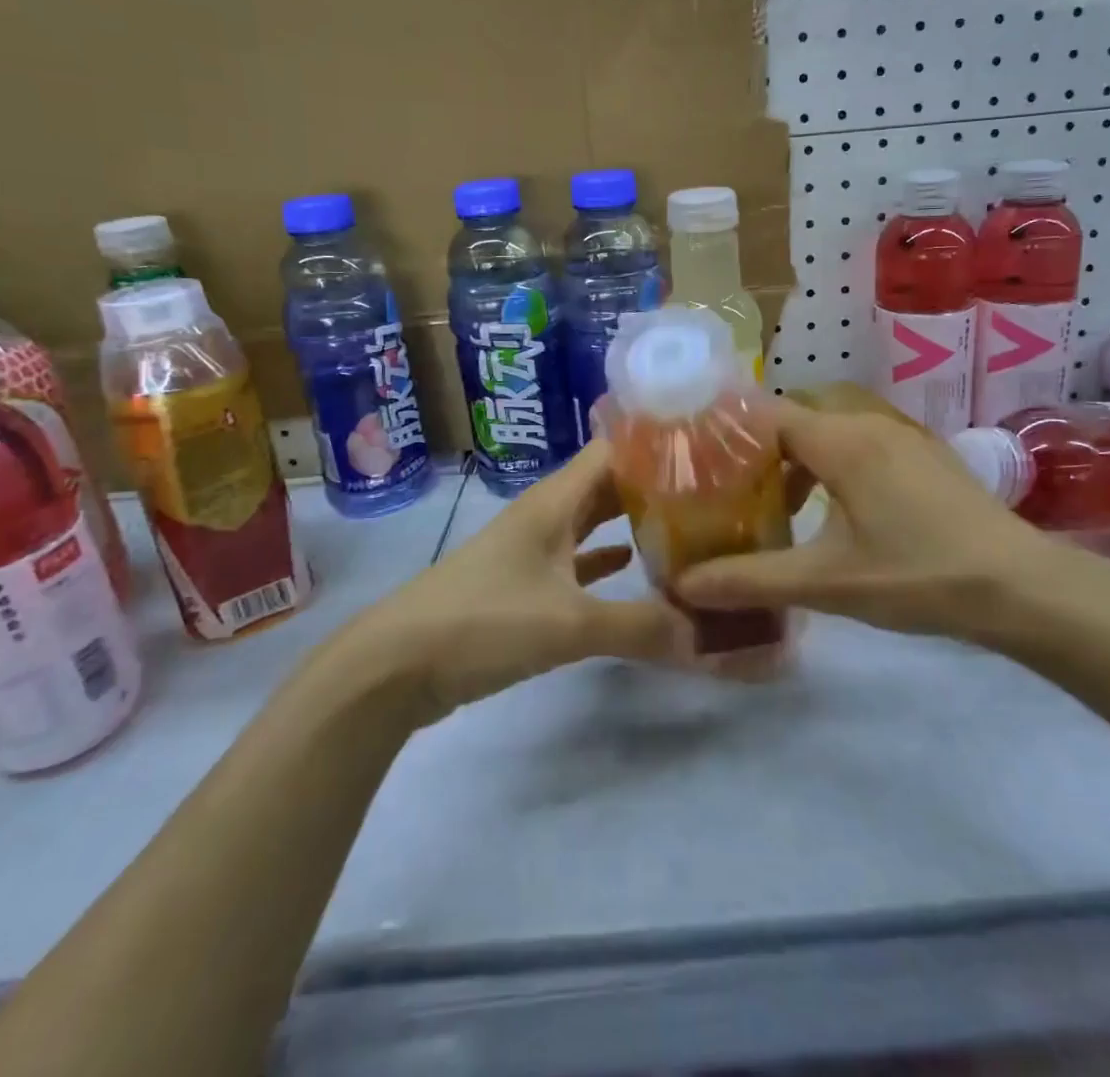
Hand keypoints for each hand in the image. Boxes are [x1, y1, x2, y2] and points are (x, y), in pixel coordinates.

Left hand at [338, 442, 685, 723]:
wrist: (396, 666)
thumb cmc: (482, 622)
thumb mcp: (568, 624)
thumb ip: (639, 626)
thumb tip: (705, 635)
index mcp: (554, 501)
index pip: (613, 450)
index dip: (655, 443)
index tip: (707, 447)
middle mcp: (545, 514)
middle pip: (607, 484)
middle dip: (654, 485)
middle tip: (712, 490)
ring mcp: (532, 550)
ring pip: (592, 522)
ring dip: (632, 522)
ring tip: (687, 524)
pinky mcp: (523, 586)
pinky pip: (576, 562)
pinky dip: (606, 561)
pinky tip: (636, 569)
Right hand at [674, 400, 1075, 646]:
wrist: (1023, 587)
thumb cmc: (918, 576)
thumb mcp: (827, 582)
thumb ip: (751, 580)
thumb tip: (683, 585)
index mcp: (842, 440)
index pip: (767, 414)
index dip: (729, 433)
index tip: (698, 463)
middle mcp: (870, 423)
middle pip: (797, 419)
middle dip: (761, 451)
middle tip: (731, 491)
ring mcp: (904, 437)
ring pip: (832, 432)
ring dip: (800, 462)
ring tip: (779, 507)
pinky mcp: (926, 457)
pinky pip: (862, 445)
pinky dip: (834, 467)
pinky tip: (837, 514)